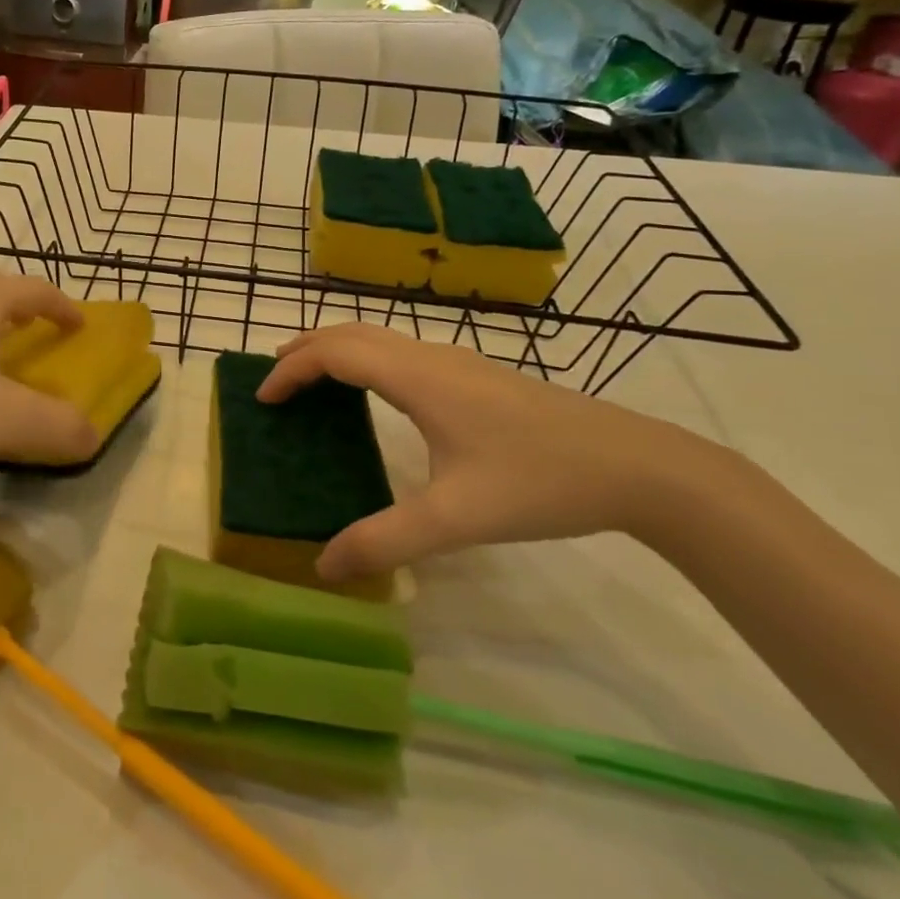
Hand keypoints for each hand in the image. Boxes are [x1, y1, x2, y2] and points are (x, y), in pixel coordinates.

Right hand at [257, 325, 743, 581]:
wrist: (637, 465)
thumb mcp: (457, 519)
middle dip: (304, 349)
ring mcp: (457, 361)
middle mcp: (430, 356)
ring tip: (310, 381)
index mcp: (416, 377)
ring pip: (378, 337)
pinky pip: (400, 351)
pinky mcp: (476, 374)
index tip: (262, 400)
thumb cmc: (539, 481)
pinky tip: (374, 395)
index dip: (291, 370)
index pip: (334, 353)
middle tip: (273, 381)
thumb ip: (385, 541)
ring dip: (336, 350)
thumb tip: (323, 566)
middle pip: (350, 332)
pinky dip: (364, 359)